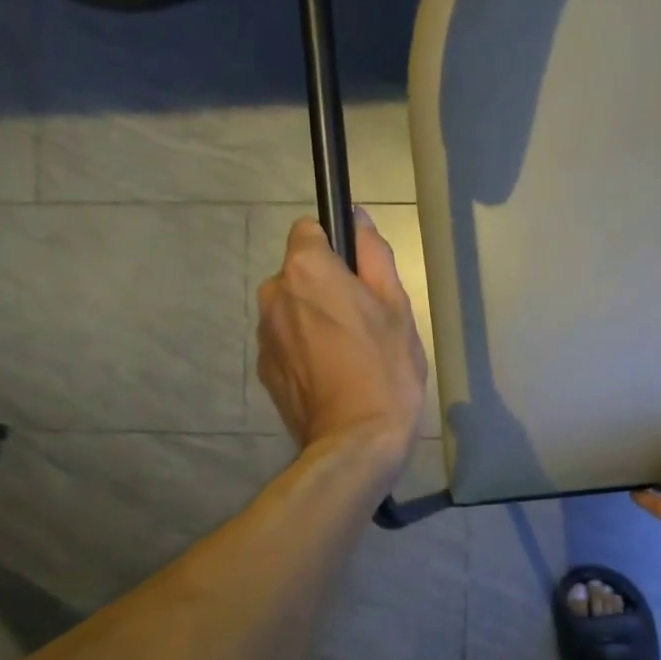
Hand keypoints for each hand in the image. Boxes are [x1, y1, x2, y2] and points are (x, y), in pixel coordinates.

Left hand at [257, 210, 427, 471]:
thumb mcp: (396, 307)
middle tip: (363, 325)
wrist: (356, 442)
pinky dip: (303, 351)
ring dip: (312, 320)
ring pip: (291, 310)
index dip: (336, 249)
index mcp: (306, 270)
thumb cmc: (386, 370)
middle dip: (324, 288)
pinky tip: (331, 378)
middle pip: (299, 273)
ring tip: (347, 357)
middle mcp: (273, 294)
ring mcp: (264, 335)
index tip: (359, 278)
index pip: (310, 231)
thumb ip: (373, 254)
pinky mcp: (265, 370)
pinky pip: (286, 343)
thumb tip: (356, 217)